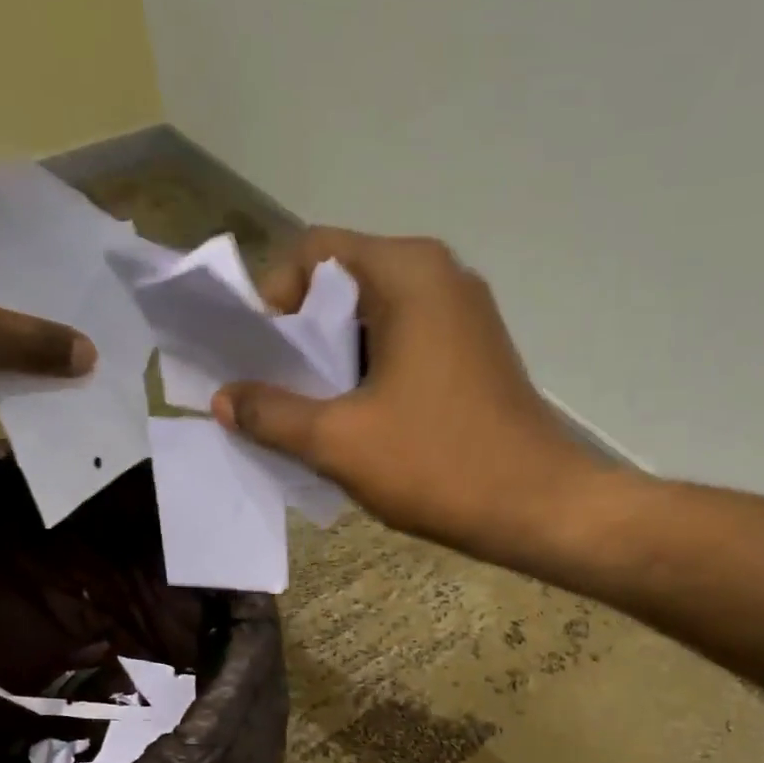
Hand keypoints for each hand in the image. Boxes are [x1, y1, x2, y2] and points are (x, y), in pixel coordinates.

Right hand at [213, 228, 602, 559]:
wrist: (540, 508)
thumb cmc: (439, 465)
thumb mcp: (340, 441)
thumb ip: (272, 413)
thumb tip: (223, 399)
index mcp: (408, 272)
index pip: (313, 254)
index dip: (272, 300)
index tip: (258, 360)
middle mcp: (440, 277)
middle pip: (344, 287)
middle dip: (300, 339)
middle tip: (274, 393)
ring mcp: (464, 317)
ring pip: (374, 322)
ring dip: (334, 364)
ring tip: (309, 417)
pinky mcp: (475, 356)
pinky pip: (405, 348)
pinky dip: (370, 377)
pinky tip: (357, 426)